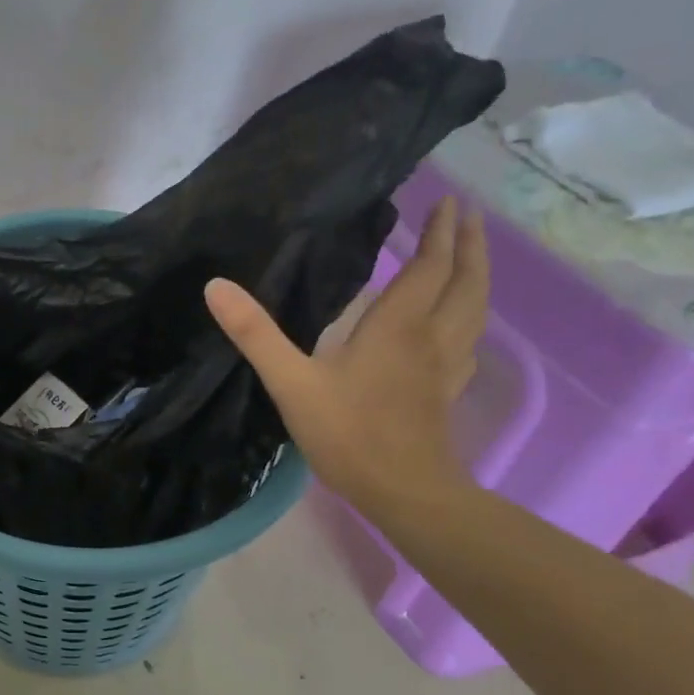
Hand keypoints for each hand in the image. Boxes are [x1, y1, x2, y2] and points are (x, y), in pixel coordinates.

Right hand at [204, 196, 487, 517]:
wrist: (404, 493)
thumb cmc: (348, 434)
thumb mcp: (290, 382)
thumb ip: (255, 334)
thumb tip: (216, 286)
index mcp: (398, 327)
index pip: (429, 267)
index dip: (440, 233)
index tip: (449, 201)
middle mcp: (432, 337)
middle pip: (465, 282)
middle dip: (469, 245)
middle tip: (469, 215)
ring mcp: (446, 366)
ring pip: (475, 310)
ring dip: (477, 276)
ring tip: (472, 257)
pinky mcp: (448, 391)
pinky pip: (469, 341)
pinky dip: (469, 318)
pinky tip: (460, 326)